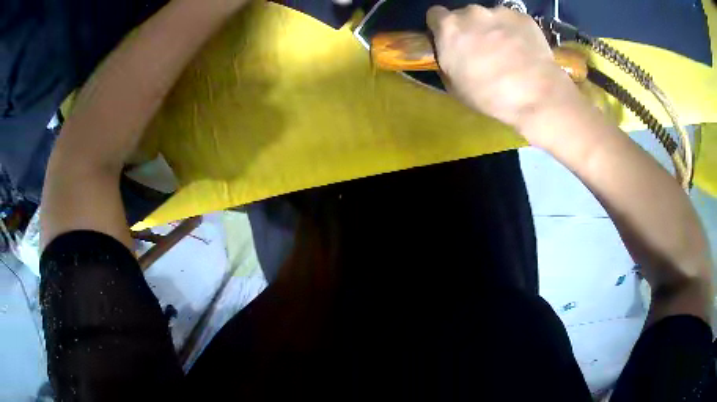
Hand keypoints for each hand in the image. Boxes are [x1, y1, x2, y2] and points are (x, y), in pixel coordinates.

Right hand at [426, 5, 579, 138]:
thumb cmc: (490, 95)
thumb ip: (447, 60)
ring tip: (508, 52)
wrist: (536, 93)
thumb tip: (451, 53)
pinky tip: (523, 50)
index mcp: (449, 27)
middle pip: (464, 15)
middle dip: (469, 29)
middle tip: (482, 50)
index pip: (435, 14)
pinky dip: (514, 32)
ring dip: (493, 29)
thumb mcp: (454, 86)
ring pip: (490, 17)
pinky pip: (512, 21)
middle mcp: (471, 12)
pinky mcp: (521, 16)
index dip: (441, 27)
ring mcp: (498, 11)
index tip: (450, 40)